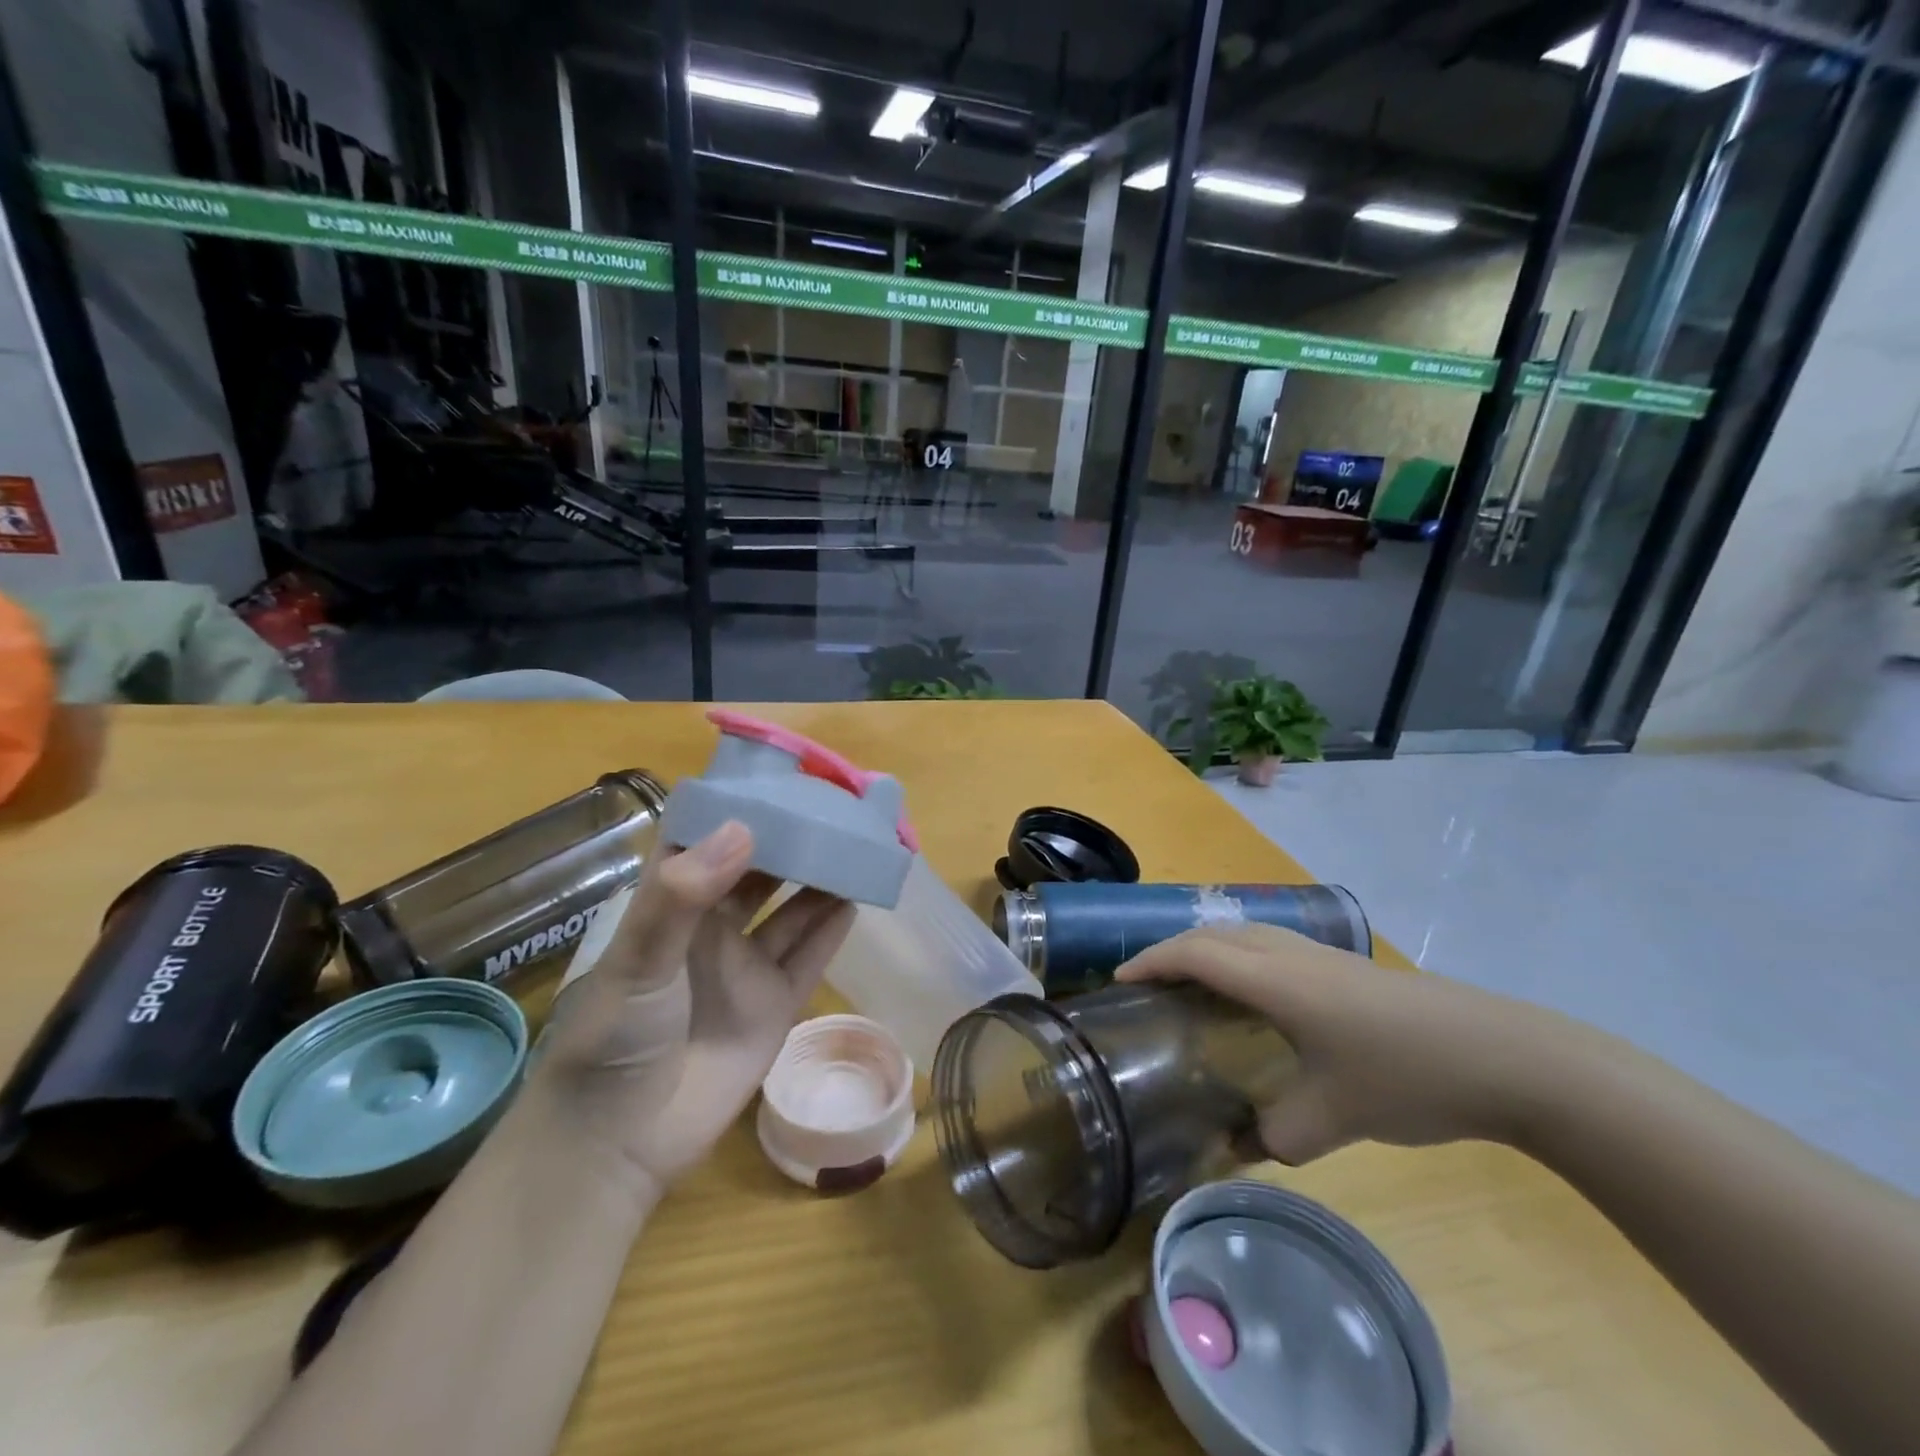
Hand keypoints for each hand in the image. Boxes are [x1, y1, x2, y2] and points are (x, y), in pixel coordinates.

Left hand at [534, 821, 855, 1197]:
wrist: (618, 1146)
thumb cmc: (613, 1041)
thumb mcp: (638, 961)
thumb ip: (683, 895)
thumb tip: (743, 828)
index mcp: (671, 906)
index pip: (706, 840)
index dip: (737, 807)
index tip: (776, 777)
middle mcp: (711, 927)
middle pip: (759, 870)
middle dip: (791, 840)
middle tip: (834, 808)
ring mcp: (745, 966)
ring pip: (791, 909)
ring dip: (820, 879)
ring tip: (856, 845)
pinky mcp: (774, 1004)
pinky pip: (809, 956)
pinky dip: (832, 928)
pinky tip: (856, 899)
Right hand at [1116, 923, 1582, 1164]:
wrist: (1505, 1054)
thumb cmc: (1407, 1076)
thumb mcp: (1334, 1117)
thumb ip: (1276, 1136)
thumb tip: (1240, 1146)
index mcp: (1277, 980)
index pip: (1196, 954)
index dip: (1152, 962)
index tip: (1119, 982)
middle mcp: (1291, 954)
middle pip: (1214, 934)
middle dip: (1171, 950)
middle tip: (1146, 983)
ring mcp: (1323, 955)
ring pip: (1245, 933)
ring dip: (1208, 948)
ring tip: (1190, 983)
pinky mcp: (1347, 967)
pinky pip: (1272, 945)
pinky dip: (1241, 956)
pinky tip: (1256, 995)